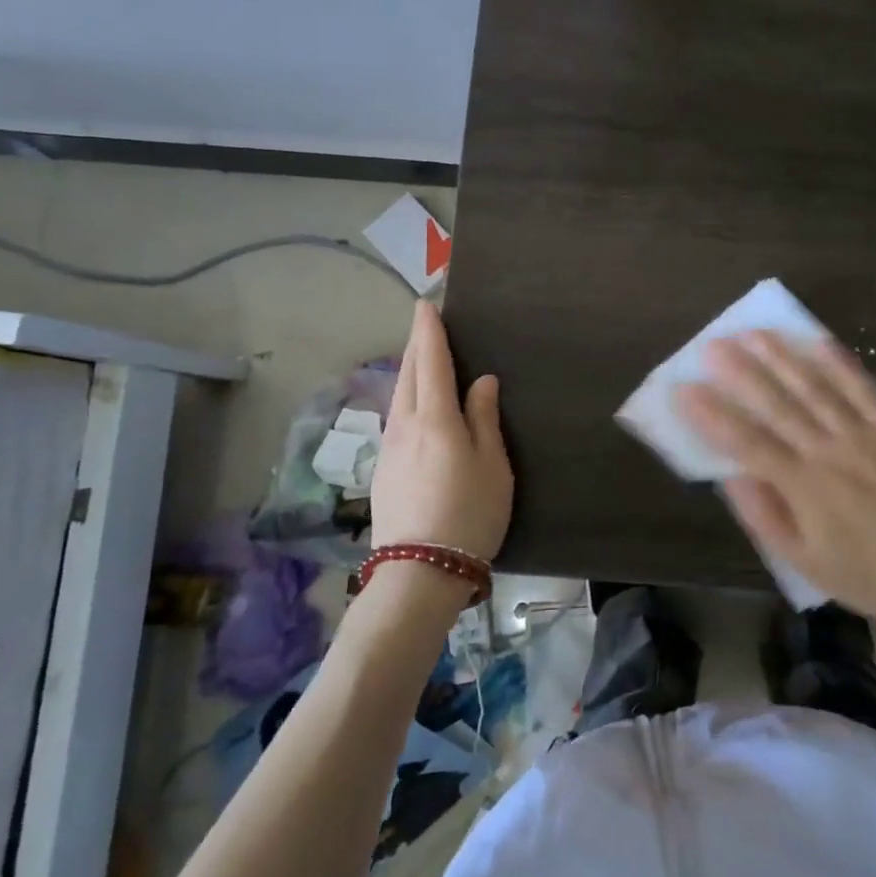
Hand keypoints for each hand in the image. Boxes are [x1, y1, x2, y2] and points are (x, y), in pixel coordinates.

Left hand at [369, 302, 511, 563]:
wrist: (420, 572)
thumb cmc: (469, 513)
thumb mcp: (492, 465)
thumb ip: (483, 418)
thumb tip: (480, 381)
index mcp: (435, 418)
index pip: (430, 361)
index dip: (428, 331)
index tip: (425, 304)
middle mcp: (406, 425)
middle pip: (407, 374)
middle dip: (415, 345)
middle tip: (424, 323)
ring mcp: (390, 448)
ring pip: (398, 396)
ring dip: (408, 370)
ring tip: (420, 358)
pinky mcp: (383, 470)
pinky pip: (396, 418)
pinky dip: (405, 397)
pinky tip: (413, 405)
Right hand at [674, 332, 875, 633]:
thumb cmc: (869, 573)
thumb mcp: (807, 564)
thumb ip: (766, 518)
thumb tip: (731, 477)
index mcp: (803, 485)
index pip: (747, 442)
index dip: (713, 414)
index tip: (685, 388)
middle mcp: (827, 451)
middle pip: (778, 404)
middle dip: (742, 373)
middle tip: (714, 345)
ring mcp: (863, 435)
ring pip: (815, 388)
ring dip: (782, 358)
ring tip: (756, 333)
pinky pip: (864, 390)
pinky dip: (840, 364)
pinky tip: (818, 341)